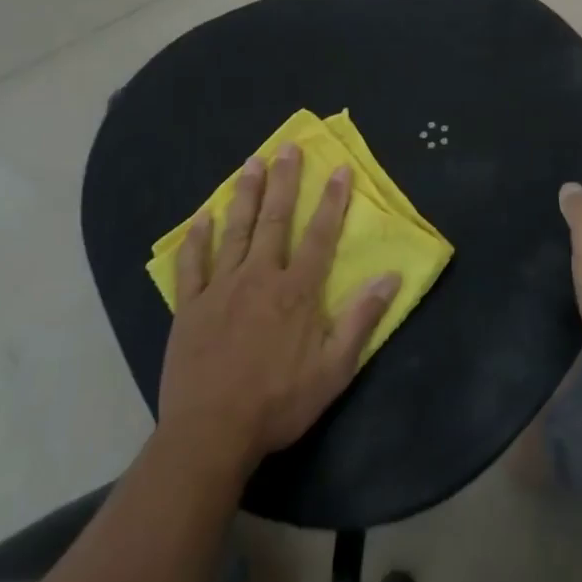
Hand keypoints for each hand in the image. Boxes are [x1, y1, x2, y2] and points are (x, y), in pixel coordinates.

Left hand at [159, 144, 401, 470]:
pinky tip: (201, 216)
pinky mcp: (190, 306)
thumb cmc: (279, 403)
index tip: (339, 169)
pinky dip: (196, 238)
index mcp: (296, 291)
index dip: (332, 201)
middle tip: (287, 147)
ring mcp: (221, 288)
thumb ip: (361, 319)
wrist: (211, 433)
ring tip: (251, 163)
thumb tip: (390, 277)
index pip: (320, 235)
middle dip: (284, 181)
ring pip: (236, 231)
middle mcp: (260, 277)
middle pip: (275, 220)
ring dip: (246, 195)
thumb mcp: (334, 370)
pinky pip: (193, 264)